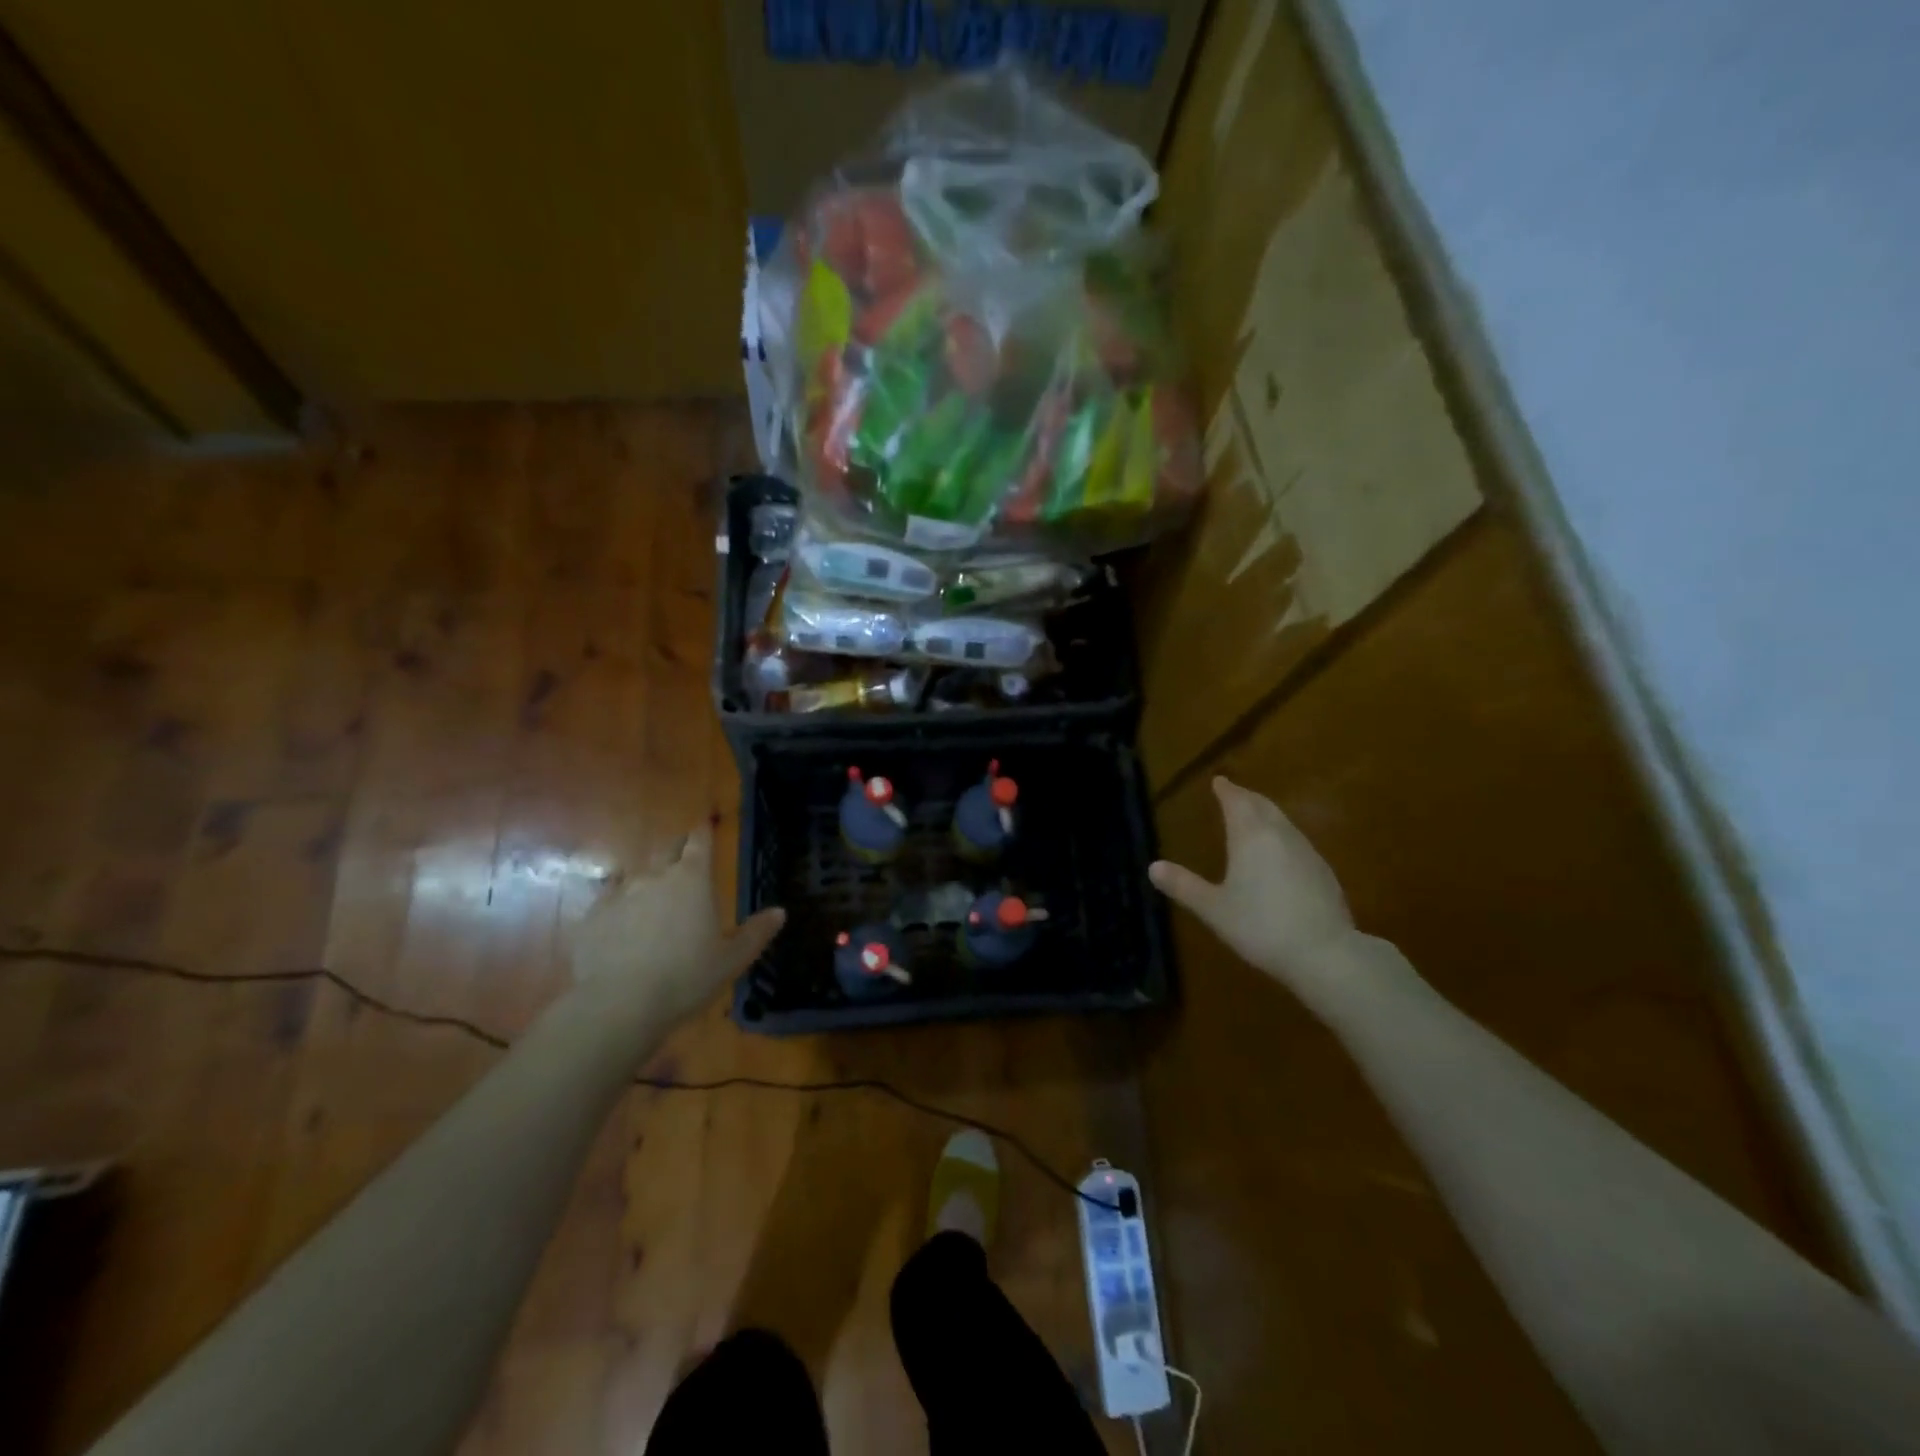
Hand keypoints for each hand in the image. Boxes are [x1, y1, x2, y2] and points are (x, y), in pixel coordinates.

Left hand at [571, 824, 784, 1029]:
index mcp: (693, 879)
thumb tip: (780, 912)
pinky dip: (618, 905)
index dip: (703, 831)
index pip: (699, 841)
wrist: (617, 1005)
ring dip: (647, 879)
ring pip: (635, 873)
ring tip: (651, 896)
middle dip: (677, 848)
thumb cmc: (686, 978)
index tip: (705, 826)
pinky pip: (608, 900)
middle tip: (684, 858)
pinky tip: (620, 923)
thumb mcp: (732, 960)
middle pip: (666, 848)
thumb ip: (756, 933)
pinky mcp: (591, 916)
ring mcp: (618, 894)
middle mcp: (655, 875)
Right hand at [1149, 778, 1367, 1012]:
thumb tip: (1153, 867)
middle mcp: (1280, 836)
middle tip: (1233, 793)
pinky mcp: (1323, 872)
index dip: (1226, 790)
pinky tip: (1279, 853)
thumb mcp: (1214, 909)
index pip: (1236, 802)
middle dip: (1246, 797)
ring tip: (1254, 817)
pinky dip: (1281, 835)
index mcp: (1250, 837)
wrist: (1325, 954)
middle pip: (1262, 806)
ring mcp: (1307, 852)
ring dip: (1266, 814)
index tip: (1218, 781)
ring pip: (1282, 822)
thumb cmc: (1261, 926)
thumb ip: (1184, 886)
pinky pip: (1296, 841)